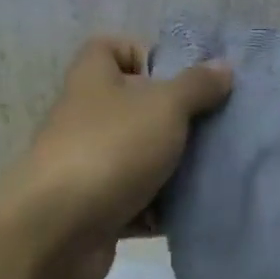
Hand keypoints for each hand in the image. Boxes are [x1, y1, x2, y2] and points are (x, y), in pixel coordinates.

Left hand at [7, 36, 231, 278]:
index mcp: (94, 78)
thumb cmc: (112, 147)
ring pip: (142, 155)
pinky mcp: (99, 208)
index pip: (112, 47)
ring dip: (176, 165)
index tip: (182, 76)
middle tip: (217, 126)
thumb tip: (222, 67)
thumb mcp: (165, 105)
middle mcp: (89, 116)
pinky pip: (140, 201)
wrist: (57, 230)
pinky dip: (164, 207)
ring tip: (217, 168)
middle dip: (177, 116)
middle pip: (137, 105)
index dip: (146, 54)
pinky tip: (197, 208)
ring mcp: (92, 164)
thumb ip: (197, 85)